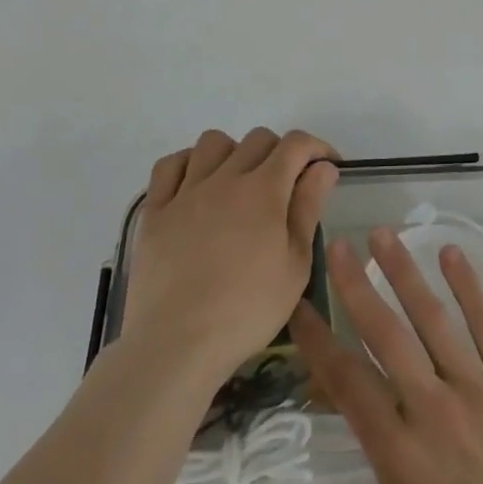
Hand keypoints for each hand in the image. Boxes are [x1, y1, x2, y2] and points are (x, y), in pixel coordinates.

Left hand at [121, 128, 338, 379]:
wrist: (177, 344)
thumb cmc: (247, 310)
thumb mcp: (295, 265)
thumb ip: (308, 208)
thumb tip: (323, 168)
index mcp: (264, 190)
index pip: (295, 144)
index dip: (317, 147)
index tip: (327, 166)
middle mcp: (225, 178)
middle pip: (257, 139)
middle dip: (280, 152)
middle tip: (286, 185)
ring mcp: (186, 192)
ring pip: (213, 142)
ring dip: (234, 152)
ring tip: (239, 182)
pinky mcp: (155, 211)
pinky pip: (169, 166)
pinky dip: (188, 164)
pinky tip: (196, 184)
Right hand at [277, 229, 482, 483]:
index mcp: (399, 455)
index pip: (348, 384)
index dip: (319, 343)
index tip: (301, 309)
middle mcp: (433, 410)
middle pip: (386, 335)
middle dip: (356, 286)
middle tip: (336, 245)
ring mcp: (479, 391)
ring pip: (434, 319)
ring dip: (405, 272)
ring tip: (382, 234)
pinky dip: (468, 288)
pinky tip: (451, 254)